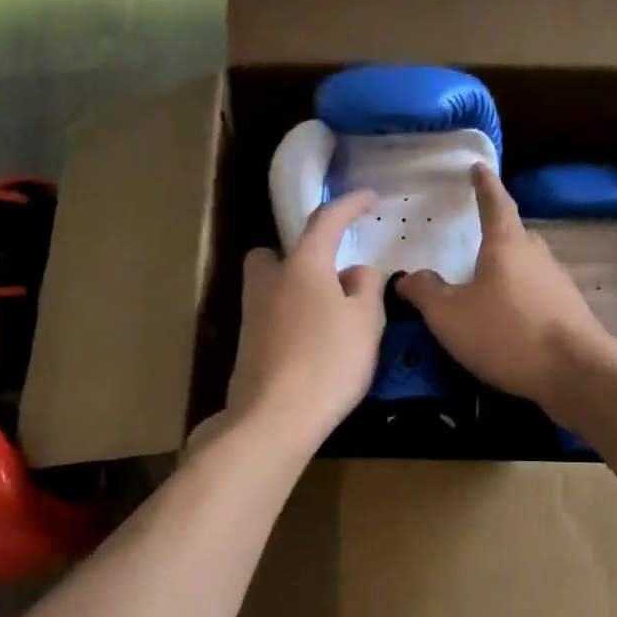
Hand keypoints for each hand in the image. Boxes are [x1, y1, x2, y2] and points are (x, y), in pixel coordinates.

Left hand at [224, 190, 386, 445]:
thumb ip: (366, 288)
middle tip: (329, 277)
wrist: (275, 418)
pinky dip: (290, 322)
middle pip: (276, 253)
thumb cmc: (329, 362)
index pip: (325, 221)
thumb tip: (356, 272)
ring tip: (329, 320)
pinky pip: (270, 319)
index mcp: (302, 265)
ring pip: (271, 288)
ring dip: (296, 292)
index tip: (370, 198)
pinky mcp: (246, 348)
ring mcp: (251, 316)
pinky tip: (312, 349)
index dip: (350, 205)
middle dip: (299, 256)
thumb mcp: (366, 322)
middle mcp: (268, 282)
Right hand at [395, 165, 616, 410]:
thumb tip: (408, 277)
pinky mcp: (569, 312)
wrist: (574, 372)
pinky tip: (508, 318)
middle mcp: (537, 255)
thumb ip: (425, 293)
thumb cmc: (506, 332)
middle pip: (515, 235)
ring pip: (528, 266)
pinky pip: (538, 294)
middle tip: (476, 236)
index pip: (495, 203)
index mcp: (507, 244)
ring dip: (509, 268)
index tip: (479, 167)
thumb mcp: (450, 315)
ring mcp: (558, 283)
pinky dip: (520, 297)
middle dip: (497, 232)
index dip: (484, 185)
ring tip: (487, 282)